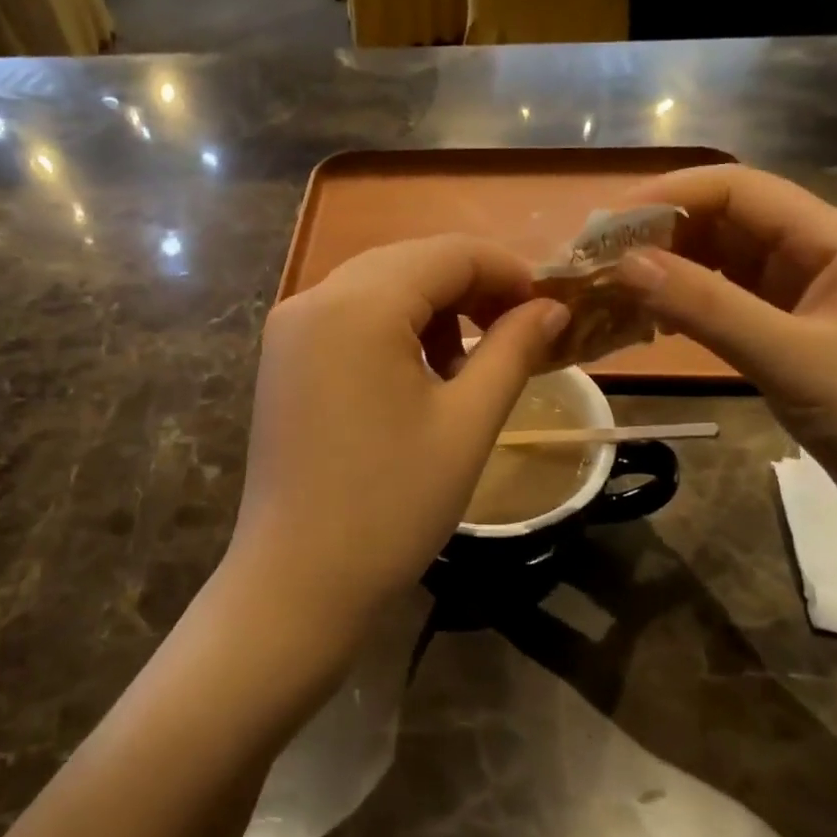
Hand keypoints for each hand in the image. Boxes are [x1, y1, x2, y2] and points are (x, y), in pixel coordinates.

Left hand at [227, 235, 567, 656]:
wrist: (297, 582)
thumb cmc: (392, 505)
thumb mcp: (468, 423)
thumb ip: (513, 349)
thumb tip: (552, 307)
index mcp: (359, 304)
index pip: (450, 253)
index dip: (508, 272)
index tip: (548, 308)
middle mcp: (315, 296)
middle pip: (412, 261)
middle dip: (472, 288)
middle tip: (518, 333)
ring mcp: (291, 325)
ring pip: (380, 285)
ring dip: (433, 308)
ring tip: (468, 364)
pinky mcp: (283, 356)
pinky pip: (350, 315)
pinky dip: (394, 327)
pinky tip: (419, 373)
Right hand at [614, 166, 836, 534]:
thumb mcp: (795, 360)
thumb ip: (708, 307)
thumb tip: (624, 262)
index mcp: (834, 241)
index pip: (738, 189)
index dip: (667, 196)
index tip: (603, 225)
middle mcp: (820, 258)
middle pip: (727, 223)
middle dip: (660, 235)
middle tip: (595, 263)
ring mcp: (809, 302)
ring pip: (726, 267)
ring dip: (670, 272)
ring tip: (609, 290)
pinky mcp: (798, 343)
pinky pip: (733, 308)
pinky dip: (690, 309)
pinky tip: (651, 322)